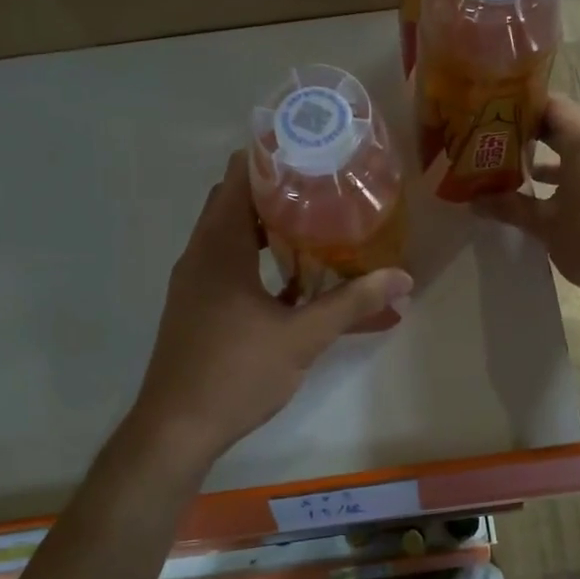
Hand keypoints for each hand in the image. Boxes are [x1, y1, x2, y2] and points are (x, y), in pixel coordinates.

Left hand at [129, 151, 412, 468]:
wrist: (176, 429)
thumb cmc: (236, 373)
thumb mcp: (302, 337)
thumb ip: (352, 304)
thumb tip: (403, 278)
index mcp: (219, 247)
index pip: (239, 176)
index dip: (272, 156)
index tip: (312, 150)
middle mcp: (200, 254)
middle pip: (235, 201)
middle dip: (276, 190)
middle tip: (323, 187)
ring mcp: (193, 282)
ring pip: (229, 234)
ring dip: (266, 226)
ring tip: (314, 224)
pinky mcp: (195, 306)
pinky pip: (226, 264)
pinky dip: (255, 258)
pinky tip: (291, 280)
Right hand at [474, 93, 579, 300]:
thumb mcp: (546, 225)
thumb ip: (510, 207)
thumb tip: (474, 202)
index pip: (549, 105)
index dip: (519, 112)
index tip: (494, 125)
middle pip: (569, 127)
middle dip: (535, 140)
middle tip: (500, 153)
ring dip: (558, 163)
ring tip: (523, 178)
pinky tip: (559, 200)